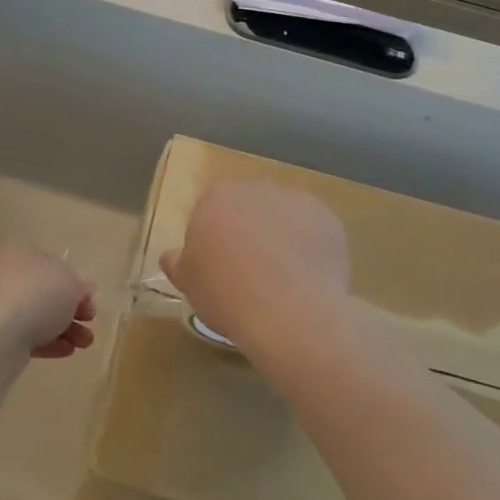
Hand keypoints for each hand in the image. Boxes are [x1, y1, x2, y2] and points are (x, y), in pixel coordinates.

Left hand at [0, 245, 96, 368]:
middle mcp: (4, 276)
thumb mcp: (70, 282)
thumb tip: (82, 291)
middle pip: (45, 292)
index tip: (90, 299)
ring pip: (38, 316)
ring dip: (66, 329)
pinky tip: (67, 351)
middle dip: (72, 309)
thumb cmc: (35, 295)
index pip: (51, 264)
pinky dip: (48, 342)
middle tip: (90, 320)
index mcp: (18, 253)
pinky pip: (26, 337)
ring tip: (85, 343)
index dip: (75, 281)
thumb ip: (80, 285)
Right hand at [160, 181, 349, 352]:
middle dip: (250, 230)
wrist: (290, 311)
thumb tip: (171, 256)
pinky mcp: (329, 219)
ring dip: (282, 236)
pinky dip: (311, 247)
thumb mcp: (189, 283)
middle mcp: (256, 189)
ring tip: (284, 278)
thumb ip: (178, 263)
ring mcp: (296, 200)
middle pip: (249, 207)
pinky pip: (314, 231)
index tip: (218, 265)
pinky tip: (308, 277)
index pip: (211, 209)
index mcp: (217, 197)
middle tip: (250, 270)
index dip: (214, 236)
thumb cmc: (227, 293)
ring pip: (284, 216)